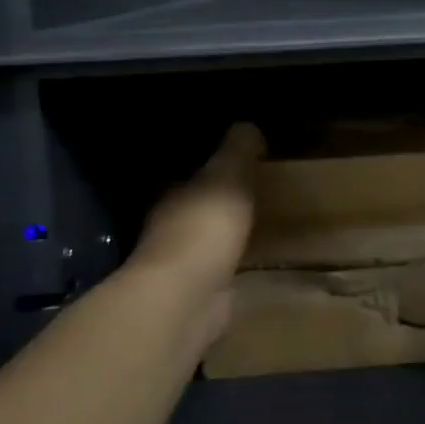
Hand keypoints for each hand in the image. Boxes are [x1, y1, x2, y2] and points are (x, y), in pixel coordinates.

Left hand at [127, 124, 263, 333]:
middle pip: (196, 205)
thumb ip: (237, 150)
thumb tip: (247, 124)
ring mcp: (180, 264)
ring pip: (206, 238)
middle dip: (217, 200)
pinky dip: (230, 262)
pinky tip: (250, 260)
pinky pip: (218, 268)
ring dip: (224, 233)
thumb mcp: (228, 176)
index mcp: (172, 193)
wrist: (187, 298)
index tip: (235, 159)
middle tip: (252, 190)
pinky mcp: (196, 293)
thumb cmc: (204, 227)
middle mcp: (169, 226)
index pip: (189, 172)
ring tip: (255, 223)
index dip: (210, 165)